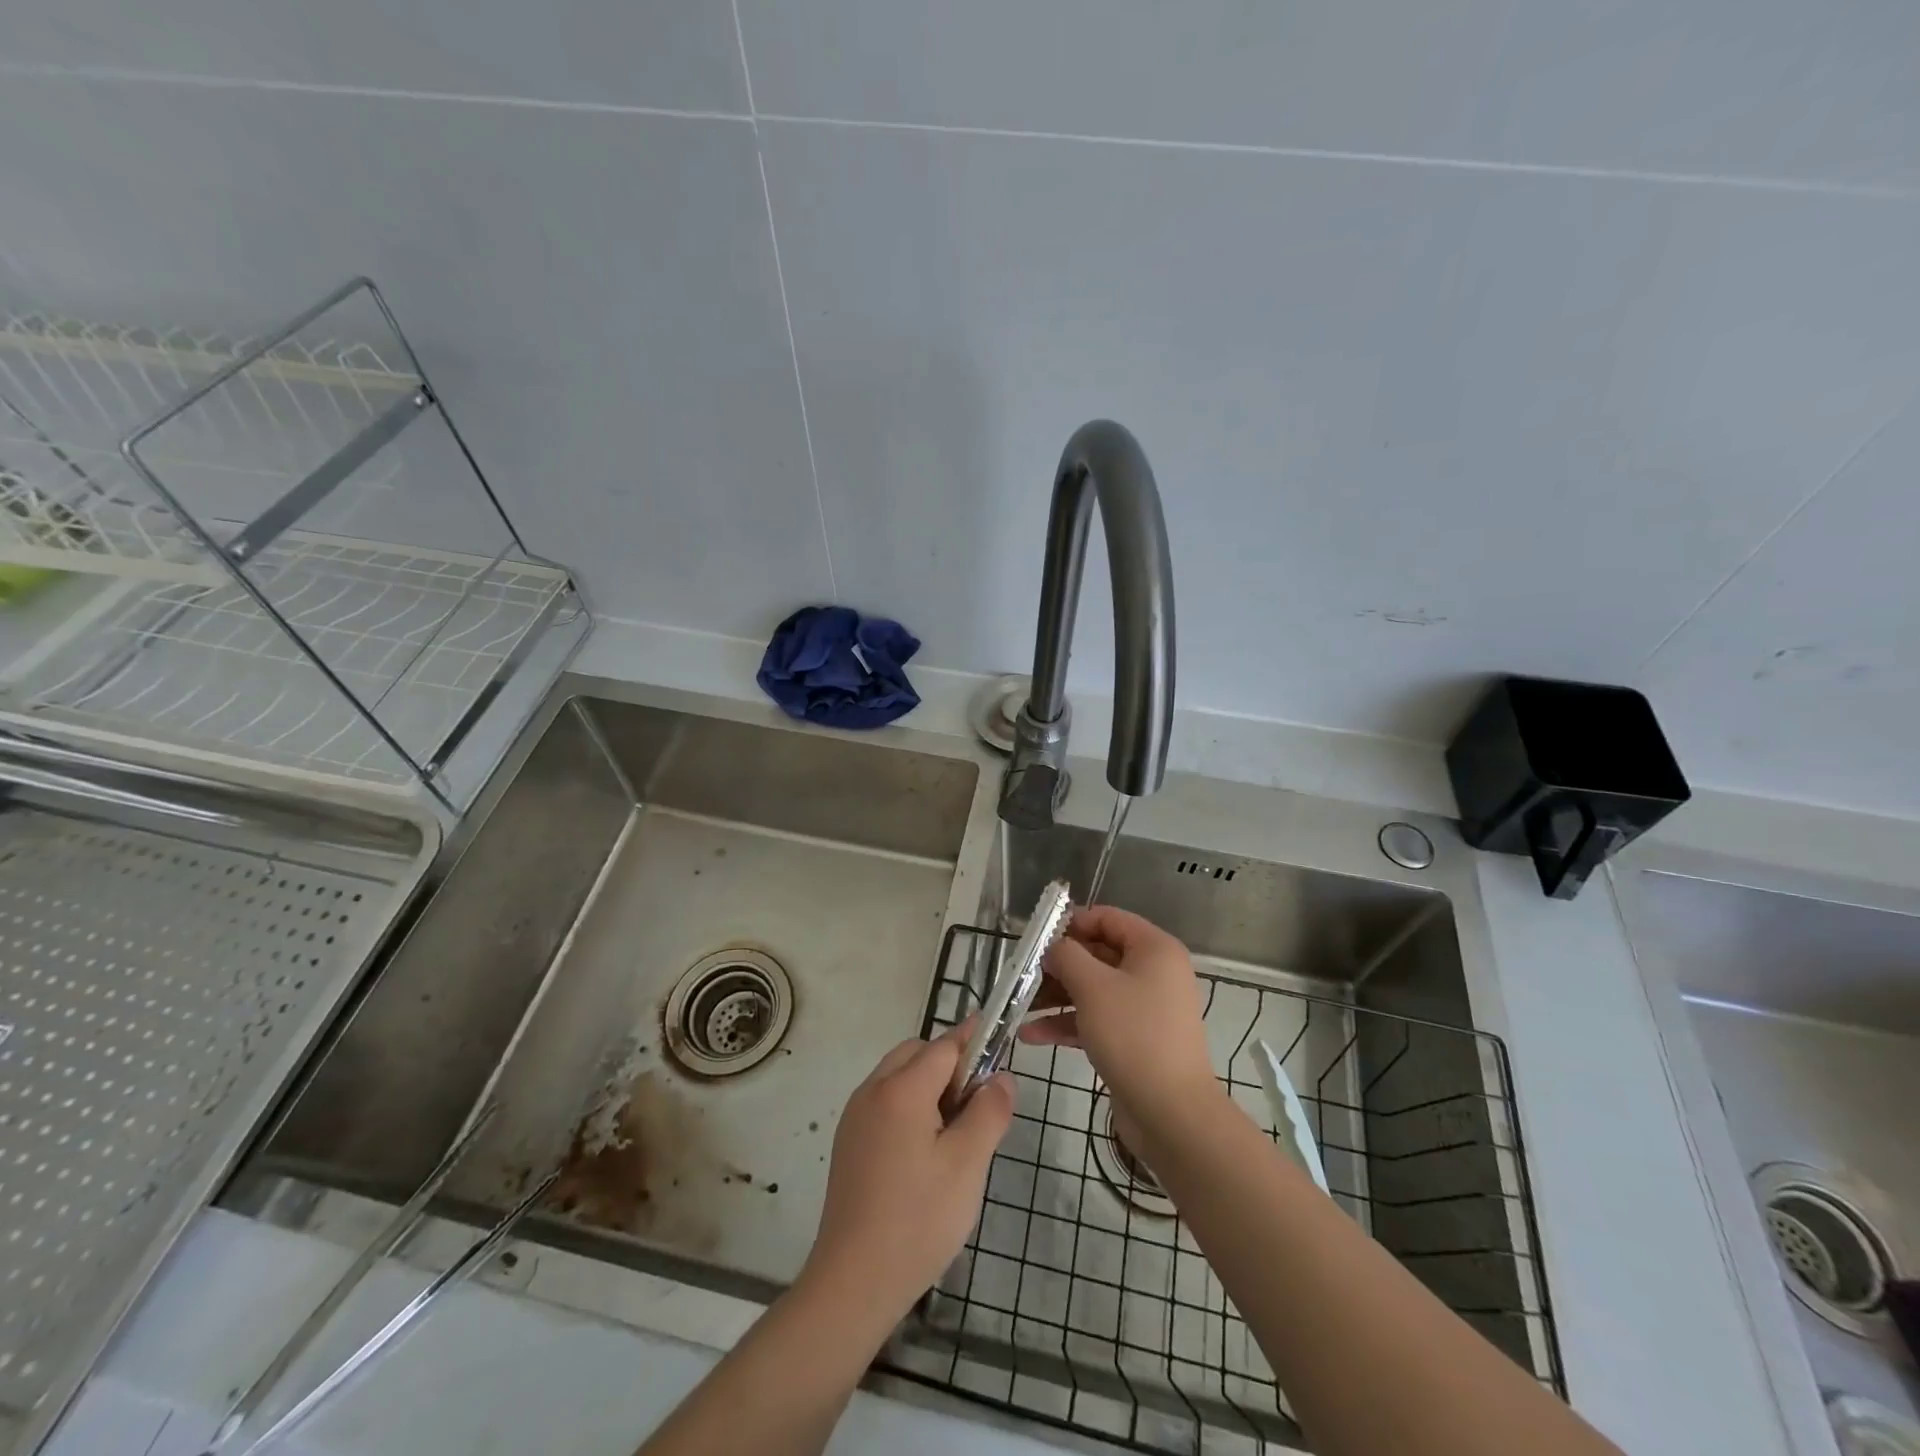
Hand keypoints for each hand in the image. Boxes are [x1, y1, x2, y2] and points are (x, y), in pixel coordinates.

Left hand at [800, 1025, 1013, 1336]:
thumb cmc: (918, 1219)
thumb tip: (1002, 1077)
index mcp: (901, 1089)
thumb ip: (989, 1112)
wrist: (853, 1282)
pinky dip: (909, 1106)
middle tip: (978, 1103)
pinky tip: (925, 1150)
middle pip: (916, 1053)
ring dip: (928, 1085)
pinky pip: (884, 1102)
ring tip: (955, 1131)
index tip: (999, 1037)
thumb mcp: (968, 1165)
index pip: (944, 1045)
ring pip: (898, 1077)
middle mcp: (872, 1091)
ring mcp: (855, 1117)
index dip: (974, 1040)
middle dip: (950, 1064)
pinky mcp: (848, 1142)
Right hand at [1021, 905, 1219, 1127]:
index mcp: (1154, 949)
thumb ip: (1067, 956)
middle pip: (1098, 954)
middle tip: (1023, 972)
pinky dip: (1067, 1023)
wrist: (1170, 1114)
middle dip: (1058, 964)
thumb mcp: (1093, 987)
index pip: (1108, 918)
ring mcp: (1144, 1008)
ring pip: (1093, 989)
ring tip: (1019, 1004)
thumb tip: (1053, 947)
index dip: (1072, 922)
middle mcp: (1153, 972)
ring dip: (1056, 996)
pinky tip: (1031, 1035)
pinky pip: (1096, 1019)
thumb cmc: (1133, 1035)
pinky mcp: (1134, 1039)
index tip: (1037, 936)